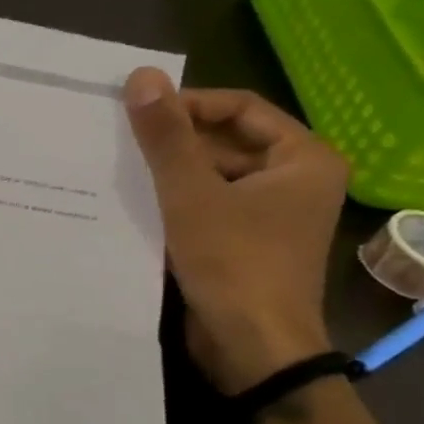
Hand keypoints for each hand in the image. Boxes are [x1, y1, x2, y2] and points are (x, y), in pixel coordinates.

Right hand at [123, 68, 347, 392]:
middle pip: (226, 141)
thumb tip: (142, 75)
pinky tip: (136, 204)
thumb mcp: (191, 194)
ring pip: (214, 175)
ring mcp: (271, 214)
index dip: (188, 104)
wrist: (252, 348)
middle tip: (122, 141)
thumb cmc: (233, 263)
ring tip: (121, 170)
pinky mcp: (246, 242)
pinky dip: (177, 201)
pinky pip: (209, 204)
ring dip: (171, 172)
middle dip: (176, 141)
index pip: (240, 108)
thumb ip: (166, 136)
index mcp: (303, 158)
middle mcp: (294, 180)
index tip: (138, 113)